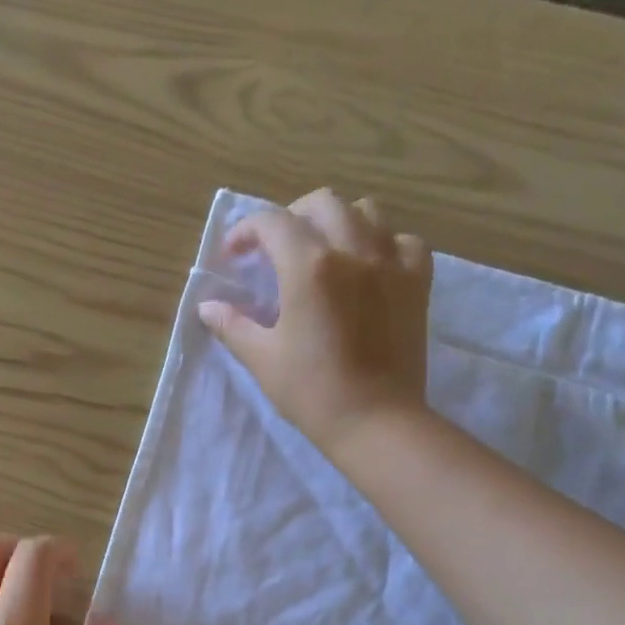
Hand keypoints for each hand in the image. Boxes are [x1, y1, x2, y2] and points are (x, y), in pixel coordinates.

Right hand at [198, 188, 433, 453]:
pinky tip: (369, 268)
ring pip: (366, 212)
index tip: (233, 257)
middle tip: (275, 251)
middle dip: (290, 218)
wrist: (376, 421)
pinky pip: (403, 240)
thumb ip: (232, 325)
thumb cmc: (312, 392)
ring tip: (322, 252)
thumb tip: (207, 307)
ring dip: (337, 222)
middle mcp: (353, 250)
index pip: (272, 223)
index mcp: (309, 266)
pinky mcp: (417, 283)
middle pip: (321, 203)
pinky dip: (382, 243)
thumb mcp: (262, 359)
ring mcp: (391, 263)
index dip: (246, 232)